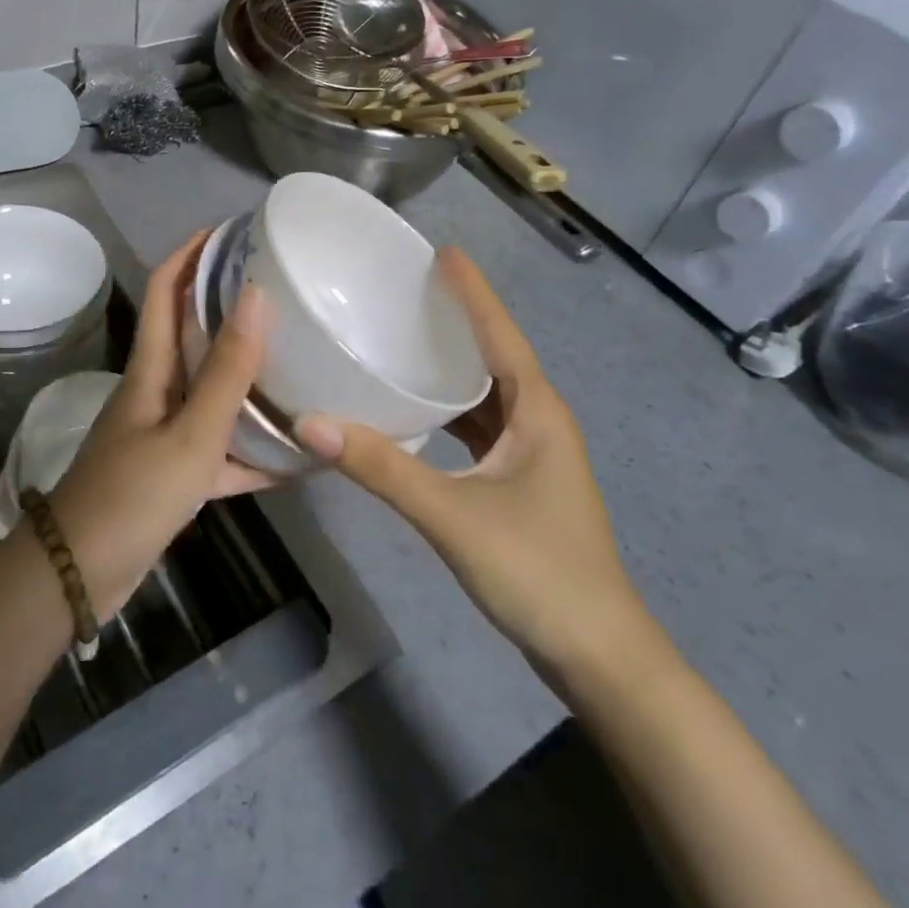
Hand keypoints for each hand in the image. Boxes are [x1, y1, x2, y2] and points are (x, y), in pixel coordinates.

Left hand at [48, 230, 269, 619]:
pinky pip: (218, 448)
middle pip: (191, 334)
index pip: (164, 290)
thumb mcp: (190, 434)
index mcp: (151, 369)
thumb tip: (256, 295)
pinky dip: (250, 449)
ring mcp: (162, 433)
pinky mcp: (171, 472)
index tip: (231, 231)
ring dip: (246, 378)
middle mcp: (155, 391)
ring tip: (297, 363)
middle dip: (228, 306)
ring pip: (210, 392)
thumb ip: (226, 371)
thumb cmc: (132, 495)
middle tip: (282, 293)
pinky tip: (293, 457)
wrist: (78, 575)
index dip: (191, 253)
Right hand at [296, 247, 651, 683]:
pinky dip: (451, 411)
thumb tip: (311, 423)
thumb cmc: (536, 571)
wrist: (597, 654)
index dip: (473, 293)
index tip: (443, 252)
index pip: (501, 334)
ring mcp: (533, 454)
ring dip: (454, 366)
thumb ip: (382, 468)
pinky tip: (418, 410)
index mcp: (538, 411)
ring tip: (407, 337)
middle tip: (410, 289)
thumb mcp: (452, 514)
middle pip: (496, 356)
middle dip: (459, 320)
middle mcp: (540, 421)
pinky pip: (482, 427)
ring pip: (488, 394)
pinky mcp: (520, 482)